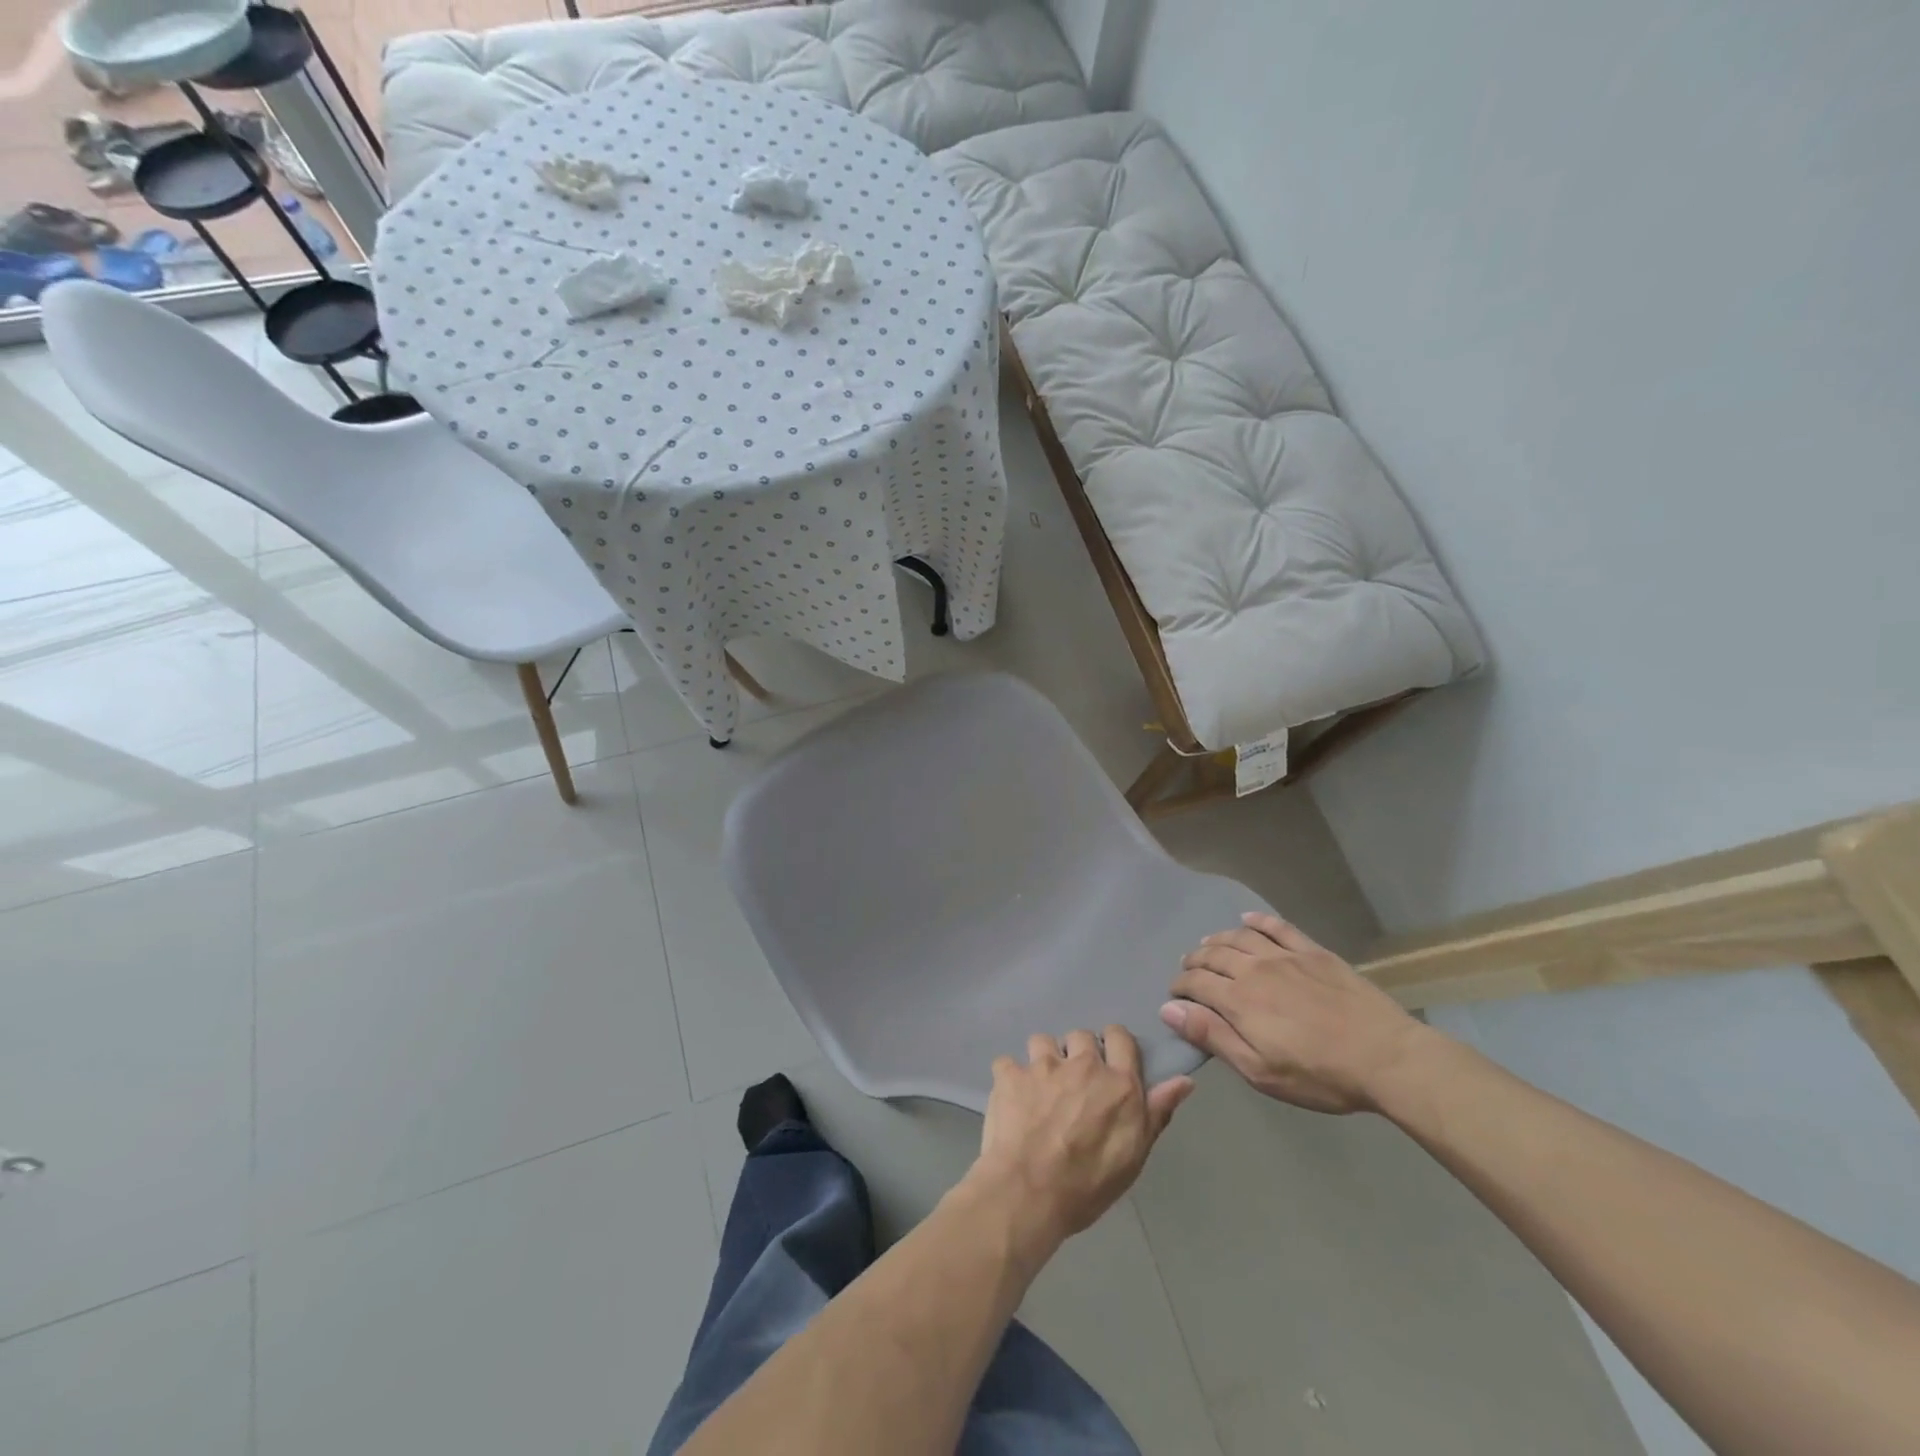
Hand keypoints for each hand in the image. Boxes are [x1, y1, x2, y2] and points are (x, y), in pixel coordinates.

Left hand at [968, 1027, 1193, 1251]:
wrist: (1028, 1194)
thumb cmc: (1088, 1185)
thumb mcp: (1134, 1156)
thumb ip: (1157, 1112)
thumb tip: (1184, 1080)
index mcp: (1117, 1083)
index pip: (1120, 1037)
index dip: (1114, 1044)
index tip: (1108, 1062)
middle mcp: (1082, 1064)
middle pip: (1081, 1036)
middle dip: (1077, 1053)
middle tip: (1073, 1084)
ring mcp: (1042, 1066)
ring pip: (1043, 1041)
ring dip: (1044, 1060)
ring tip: (1040, 1088)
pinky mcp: (1010, 1073)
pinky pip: (1007, 1062)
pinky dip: (1009, 1078)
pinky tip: (1010, 1099)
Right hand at [1161, 913, 1433, 1113]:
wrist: (1386, 1057)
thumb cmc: (1320, 1074)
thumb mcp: (1260, 1070)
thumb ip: (1213, 1036)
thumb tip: (1170, 1009)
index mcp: (1238, 1000)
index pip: (1195, 983)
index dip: (1179, 987)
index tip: (1174, 996)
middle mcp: (1254, 968)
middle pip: (1213, 955)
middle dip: (1194, 962)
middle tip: (1188, 970)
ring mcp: (1285, 956)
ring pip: (1239, 937)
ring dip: (1217, 939)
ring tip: (1208, 945)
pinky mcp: (1313, 952)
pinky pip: (1278, 927)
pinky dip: (1258, 921)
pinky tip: (1248, 919)